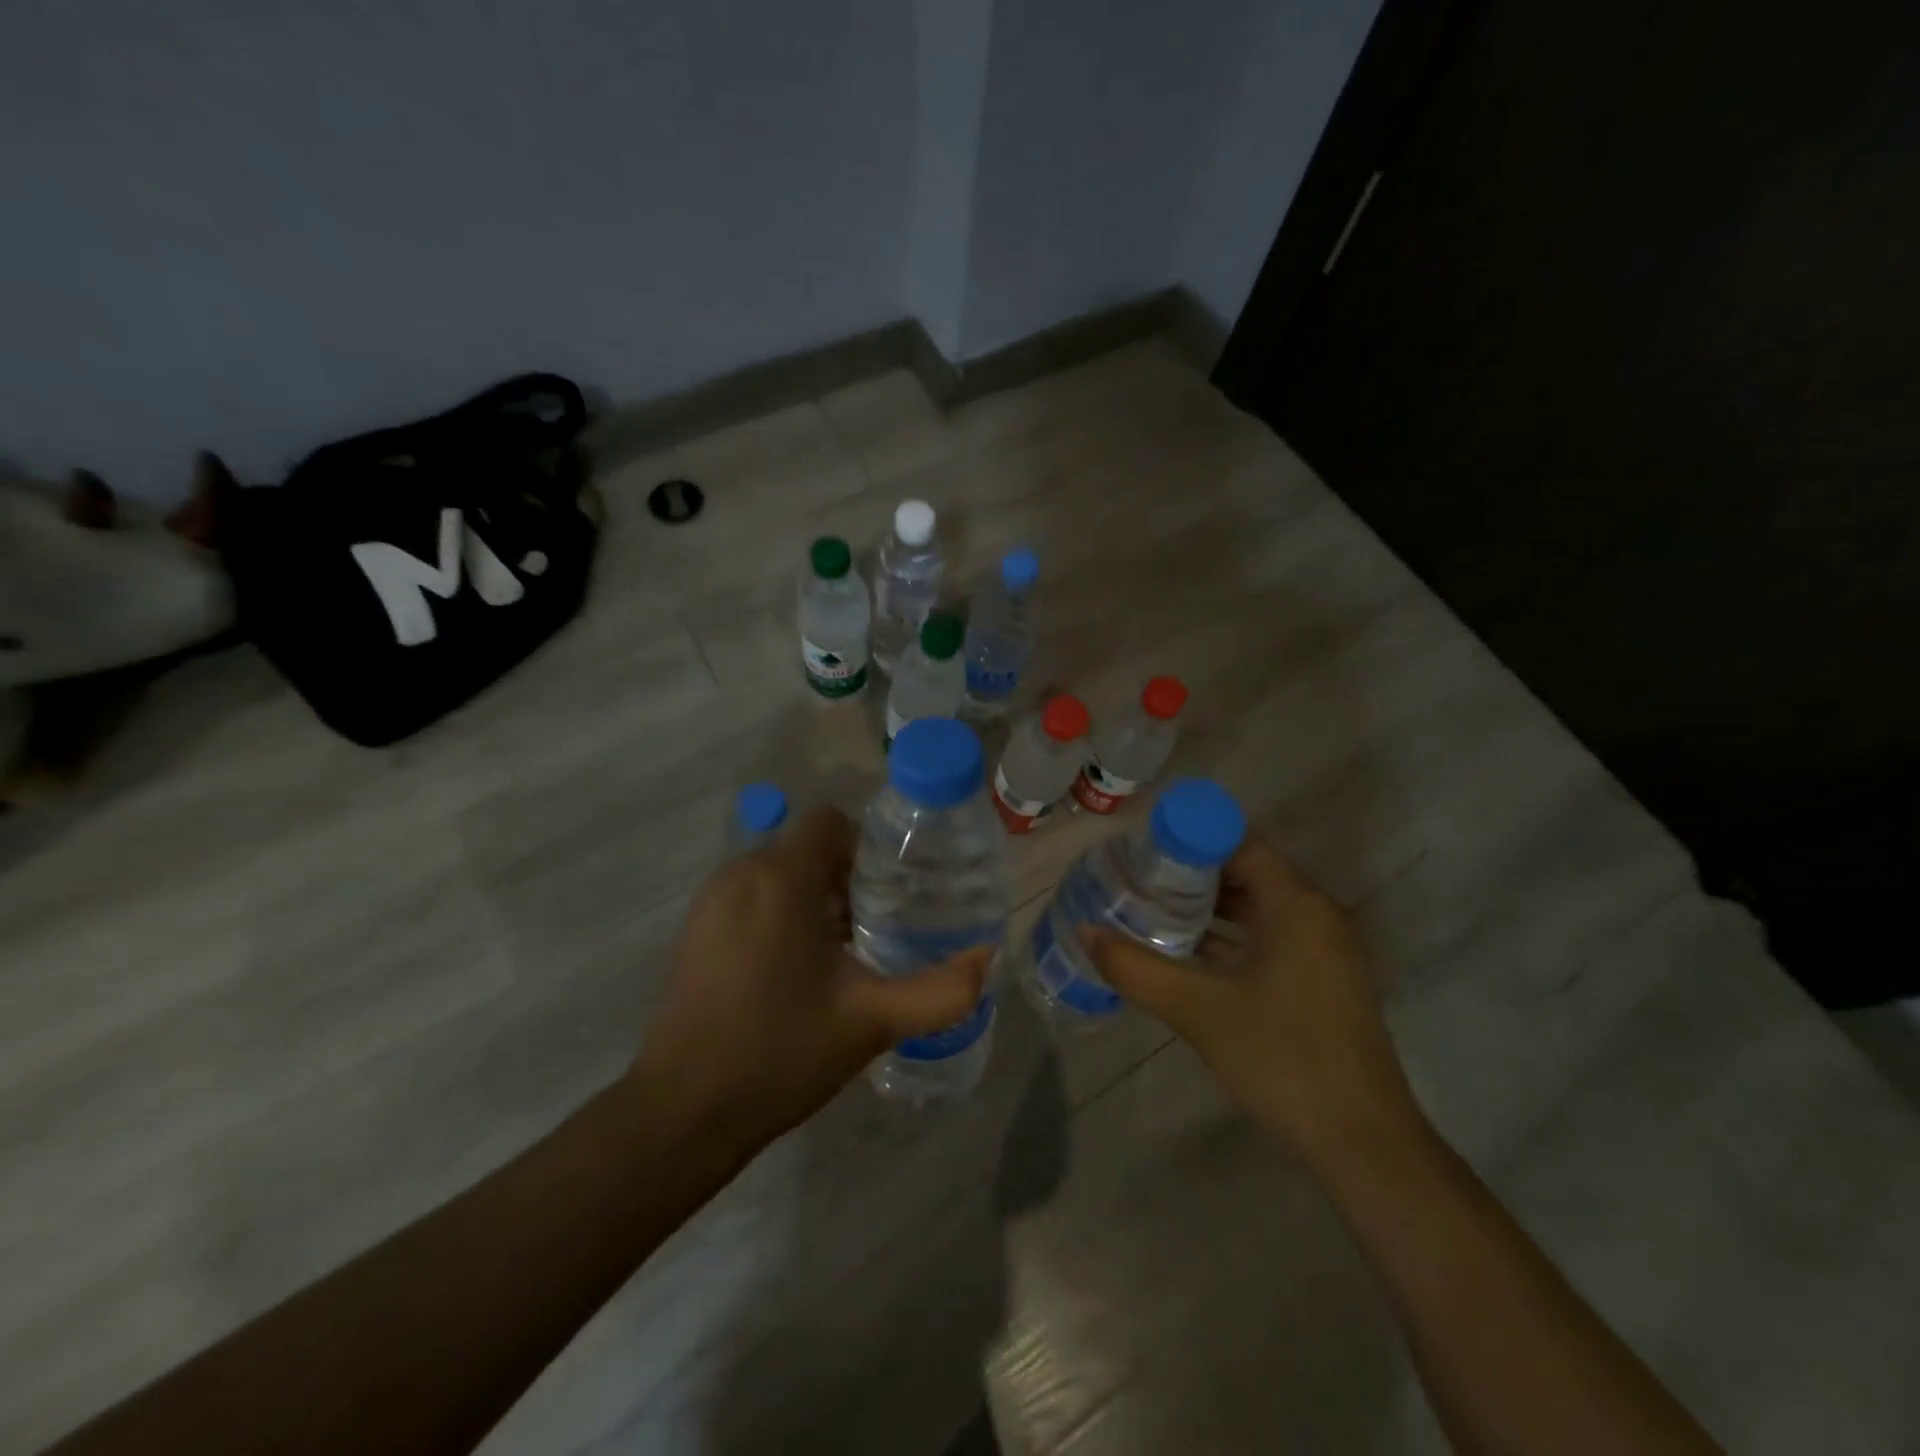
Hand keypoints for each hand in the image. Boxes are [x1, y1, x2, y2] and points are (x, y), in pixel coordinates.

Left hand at [631, 806, 990, 1156]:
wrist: (685, 1110)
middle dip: (846, 877)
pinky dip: (782, 913)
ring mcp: (712, 902)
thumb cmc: (781, 1050)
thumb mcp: (873, 1020)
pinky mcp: (697, 931)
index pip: (830, 822)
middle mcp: (741, 874)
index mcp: (780, 877)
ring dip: (815, 897)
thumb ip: (941, 990)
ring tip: (846, 949)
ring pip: (778, 873)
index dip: (867, 846)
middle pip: (806, 848)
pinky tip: (799, 969)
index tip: (892, 888)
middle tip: (880, 923)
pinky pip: (752, 897)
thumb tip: (987, 957)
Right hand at [1083, 834, 1419, 1171]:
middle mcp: (1316, 915)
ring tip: (1153, 909)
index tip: (1143, 848)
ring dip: (1210, 907)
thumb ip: (1136, 967)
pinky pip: (1271, 938)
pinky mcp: (1323, 982)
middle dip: (1192, 872)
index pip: (1239, 843)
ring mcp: (1324, 951)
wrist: (1362, 1144)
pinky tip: (1189, 954)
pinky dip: (1232, 937)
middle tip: (1139, 878)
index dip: (1190, 837)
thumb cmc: (1281, 1058)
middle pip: (1248, 871)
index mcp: (1296, 905)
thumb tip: (1085, 932)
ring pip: (1259, 908)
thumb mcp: (1198, 1009)